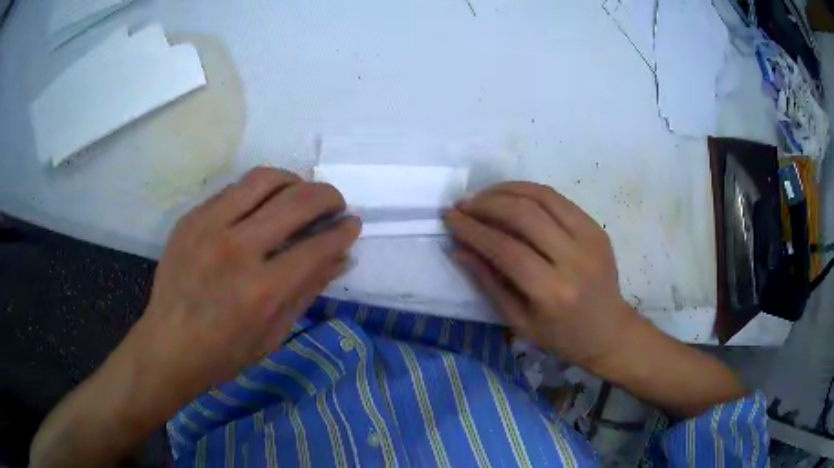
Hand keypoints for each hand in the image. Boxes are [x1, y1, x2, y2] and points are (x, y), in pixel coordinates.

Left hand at [30, 167, 361, 467]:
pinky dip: (258, 191)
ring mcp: (209, 227)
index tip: (352, 224)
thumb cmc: (224, 353)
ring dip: (293, 181)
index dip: (342, 230)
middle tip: (335, 203)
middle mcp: (237, 249)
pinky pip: (233, 189)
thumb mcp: (274, 334)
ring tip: (300, 193)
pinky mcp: (191, 218)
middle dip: (327, 196)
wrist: (167, 345)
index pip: (317, 245)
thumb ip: (307, 290)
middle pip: (297, 201)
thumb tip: (341, 258)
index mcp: (261, 290)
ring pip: (264, 179)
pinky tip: (262, 205)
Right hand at [443, 181, 638, 369]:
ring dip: (506, 190)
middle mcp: (573, 259)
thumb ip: (488, 282)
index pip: (506, 249)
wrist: (608, 329)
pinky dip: (529, 191)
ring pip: (542, 197)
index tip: (450, 218)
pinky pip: (558, 199)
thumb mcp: (518, 321)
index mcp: (552, 291)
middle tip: (463, 204)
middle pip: (524, 215)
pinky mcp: (596, 227)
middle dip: (486, 204)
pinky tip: (510, 195)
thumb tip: (458, 248)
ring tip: (482, 195)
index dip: (473, 230)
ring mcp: (590, 238)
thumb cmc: (560, 335)